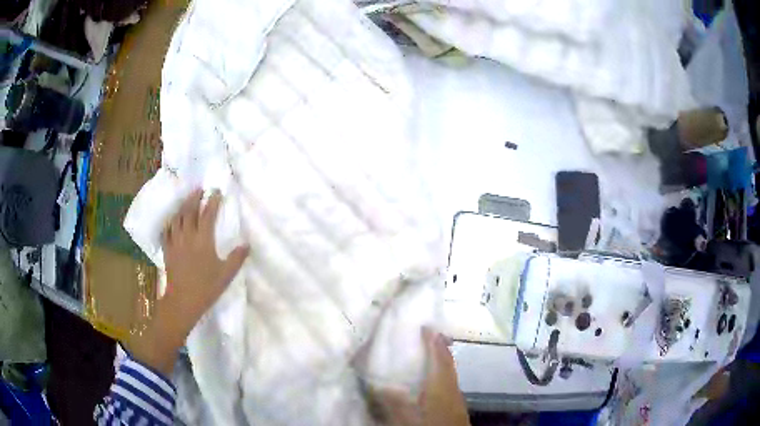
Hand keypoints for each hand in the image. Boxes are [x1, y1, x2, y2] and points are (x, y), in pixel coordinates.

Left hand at [126, 189, 249, 374]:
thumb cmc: (206, 288)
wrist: (183, 301)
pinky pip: (167, 231)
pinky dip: (170, 222)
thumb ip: (237, 258)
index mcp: (203, 240)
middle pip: (189, 211)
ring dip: (182, 206)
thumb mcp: (226, 275)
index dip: (212, 201)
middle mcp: (188, 236)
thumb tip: (247, 244)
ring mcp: (175, 242)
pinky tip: (172, 220)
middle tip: (199, 189)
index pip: (208, 214)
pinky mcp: (168, 250)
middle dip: (194, 198)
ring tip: (186, 200)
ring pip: (177, 218)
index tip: (216, 192)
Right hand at [374, 328, 469, 425]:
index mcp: (441, 386)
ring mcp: (456, 397)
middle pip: (448, 363)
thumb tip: (379, 385)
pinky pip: (449, 383)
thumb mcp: (406, 419)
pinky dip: (442, 374)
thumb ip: (393, 402)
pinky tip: (433, 382)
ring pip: (449, 373)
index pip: (439, 358)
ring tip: (429, 354)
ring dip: (441, 361)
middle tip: (429, 336)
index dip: (433, 341)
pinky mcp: (456, 406)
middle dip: (440, 348)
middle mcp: (452, 387)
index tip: (426, 326)